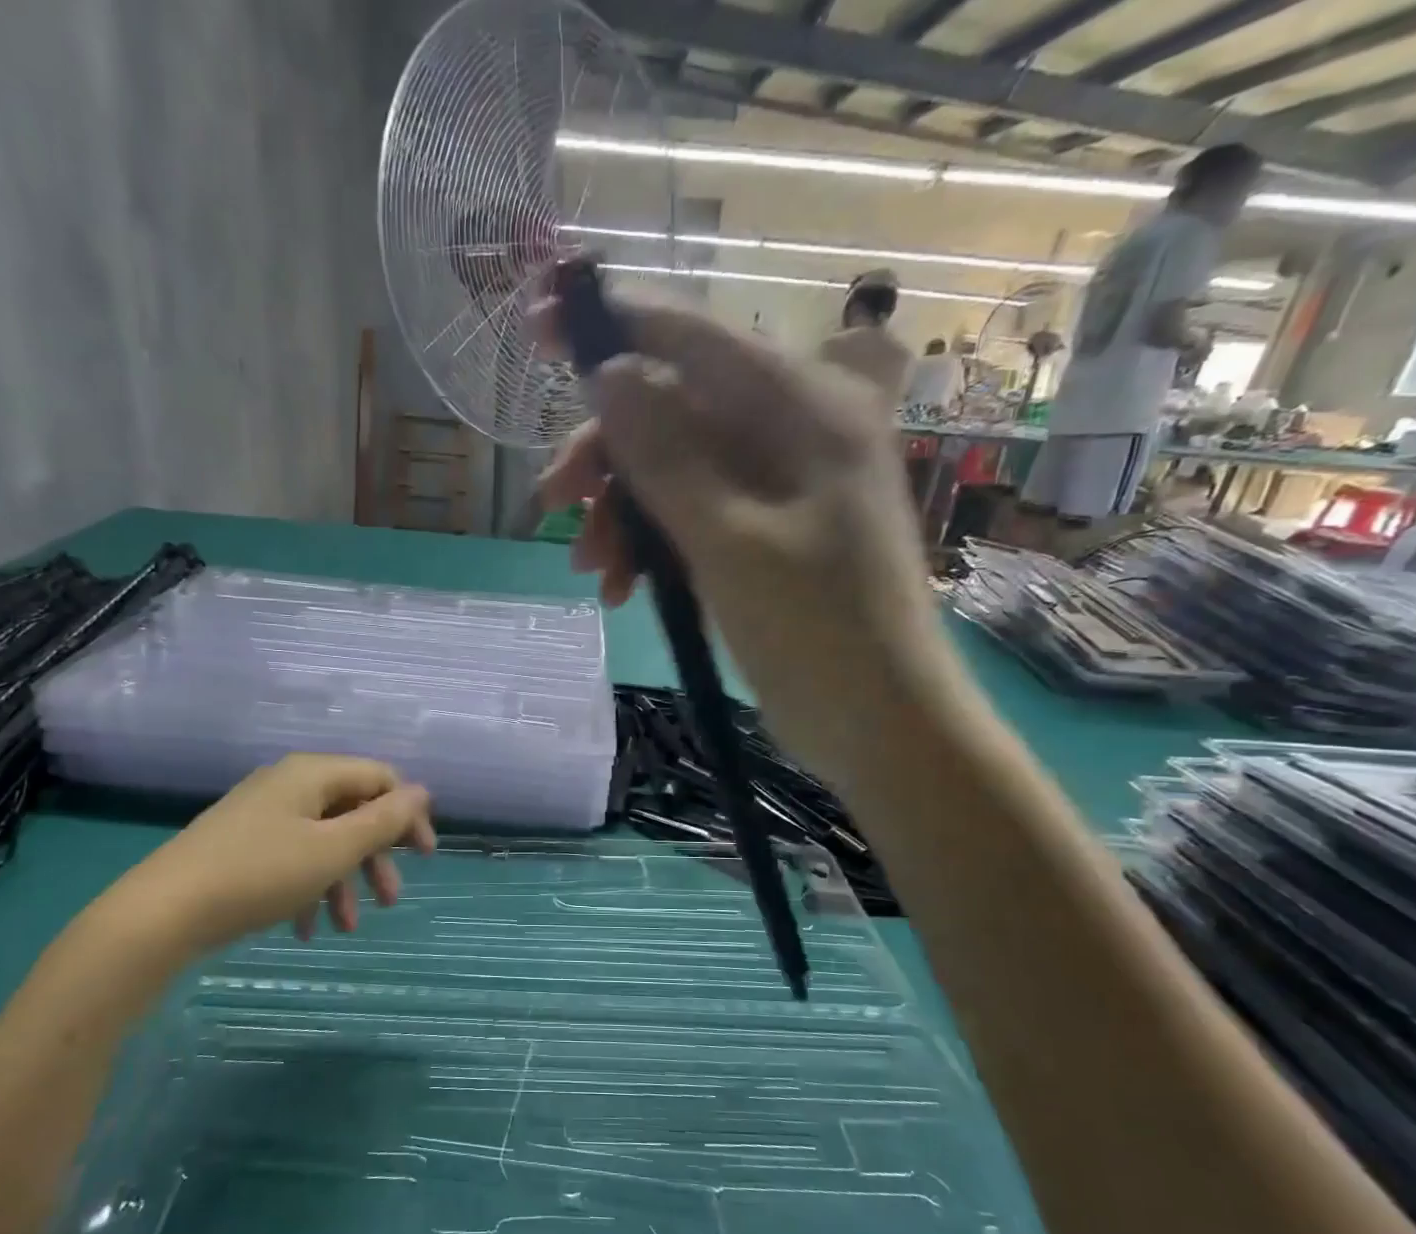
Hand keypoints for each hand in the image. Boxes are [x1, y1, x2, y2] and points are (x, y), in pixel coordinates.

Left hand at [79, 754, 435, 962]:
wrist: (163, 912)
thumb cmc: (260, 874)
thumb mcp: (334, 850)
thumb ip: (384, 820)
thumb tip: (423, 792)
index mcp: (313, 774)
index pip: (380, 778)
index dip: (408, 814)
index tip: (424, 858)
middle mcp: (289, 785)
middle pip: (353, 811)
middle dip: (376, 856)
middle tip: (391, 898)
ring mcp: (262, 814)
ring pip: (323, 840)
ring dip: (344, 880)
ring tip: (348, 926)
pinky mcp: (242, 844)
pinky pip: (292, 857)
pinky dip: (309, 888)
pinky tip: (308, 929)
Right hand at [532, 293, 956, 776]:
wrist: (878, 723)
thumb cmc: (817, 630)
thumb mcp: (730, 541)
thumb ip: (667, 454)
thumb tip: (610, 372)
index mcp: (803, 406)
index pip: (693, 337)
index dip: (612, 326)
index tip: (537, 332)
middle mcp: (792, 429)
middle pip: (673, 407)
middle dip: (606, 455)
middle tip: (552, 505)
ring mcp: (777, 484)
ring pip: (672, 467)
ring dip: (621, 512)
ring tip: (592, 569)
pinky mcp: (762, 532)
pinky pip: (688, 514)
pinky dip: (649, 544)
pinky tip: (622, 588)